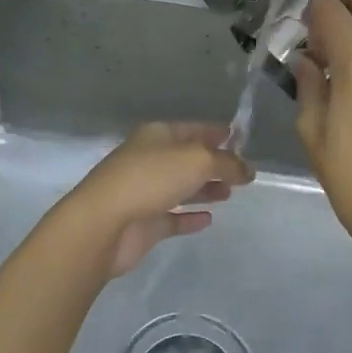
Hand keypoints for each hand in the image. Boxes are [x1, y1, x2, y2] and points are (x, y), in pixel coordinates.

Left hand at [52, 123, 252, 278]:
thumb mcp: (198, 160)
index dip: (215, 132)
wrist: (104, 223)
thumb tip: (247, 169)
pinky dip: (189, 216)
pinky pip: (171, 217)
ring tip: (229, 194)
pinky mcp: (143, 223)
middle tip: (240, 172)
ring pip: (180, 187)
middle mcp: (149, 160)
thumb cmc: (151, 178)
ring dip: (204, 189)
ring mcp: (144, 192)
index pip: (192, 129)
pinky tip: (208, 219)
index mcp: (157, 136)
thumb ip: (227, 163)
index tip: (237, 137)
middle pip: (186, 159)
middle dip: (213, 163)